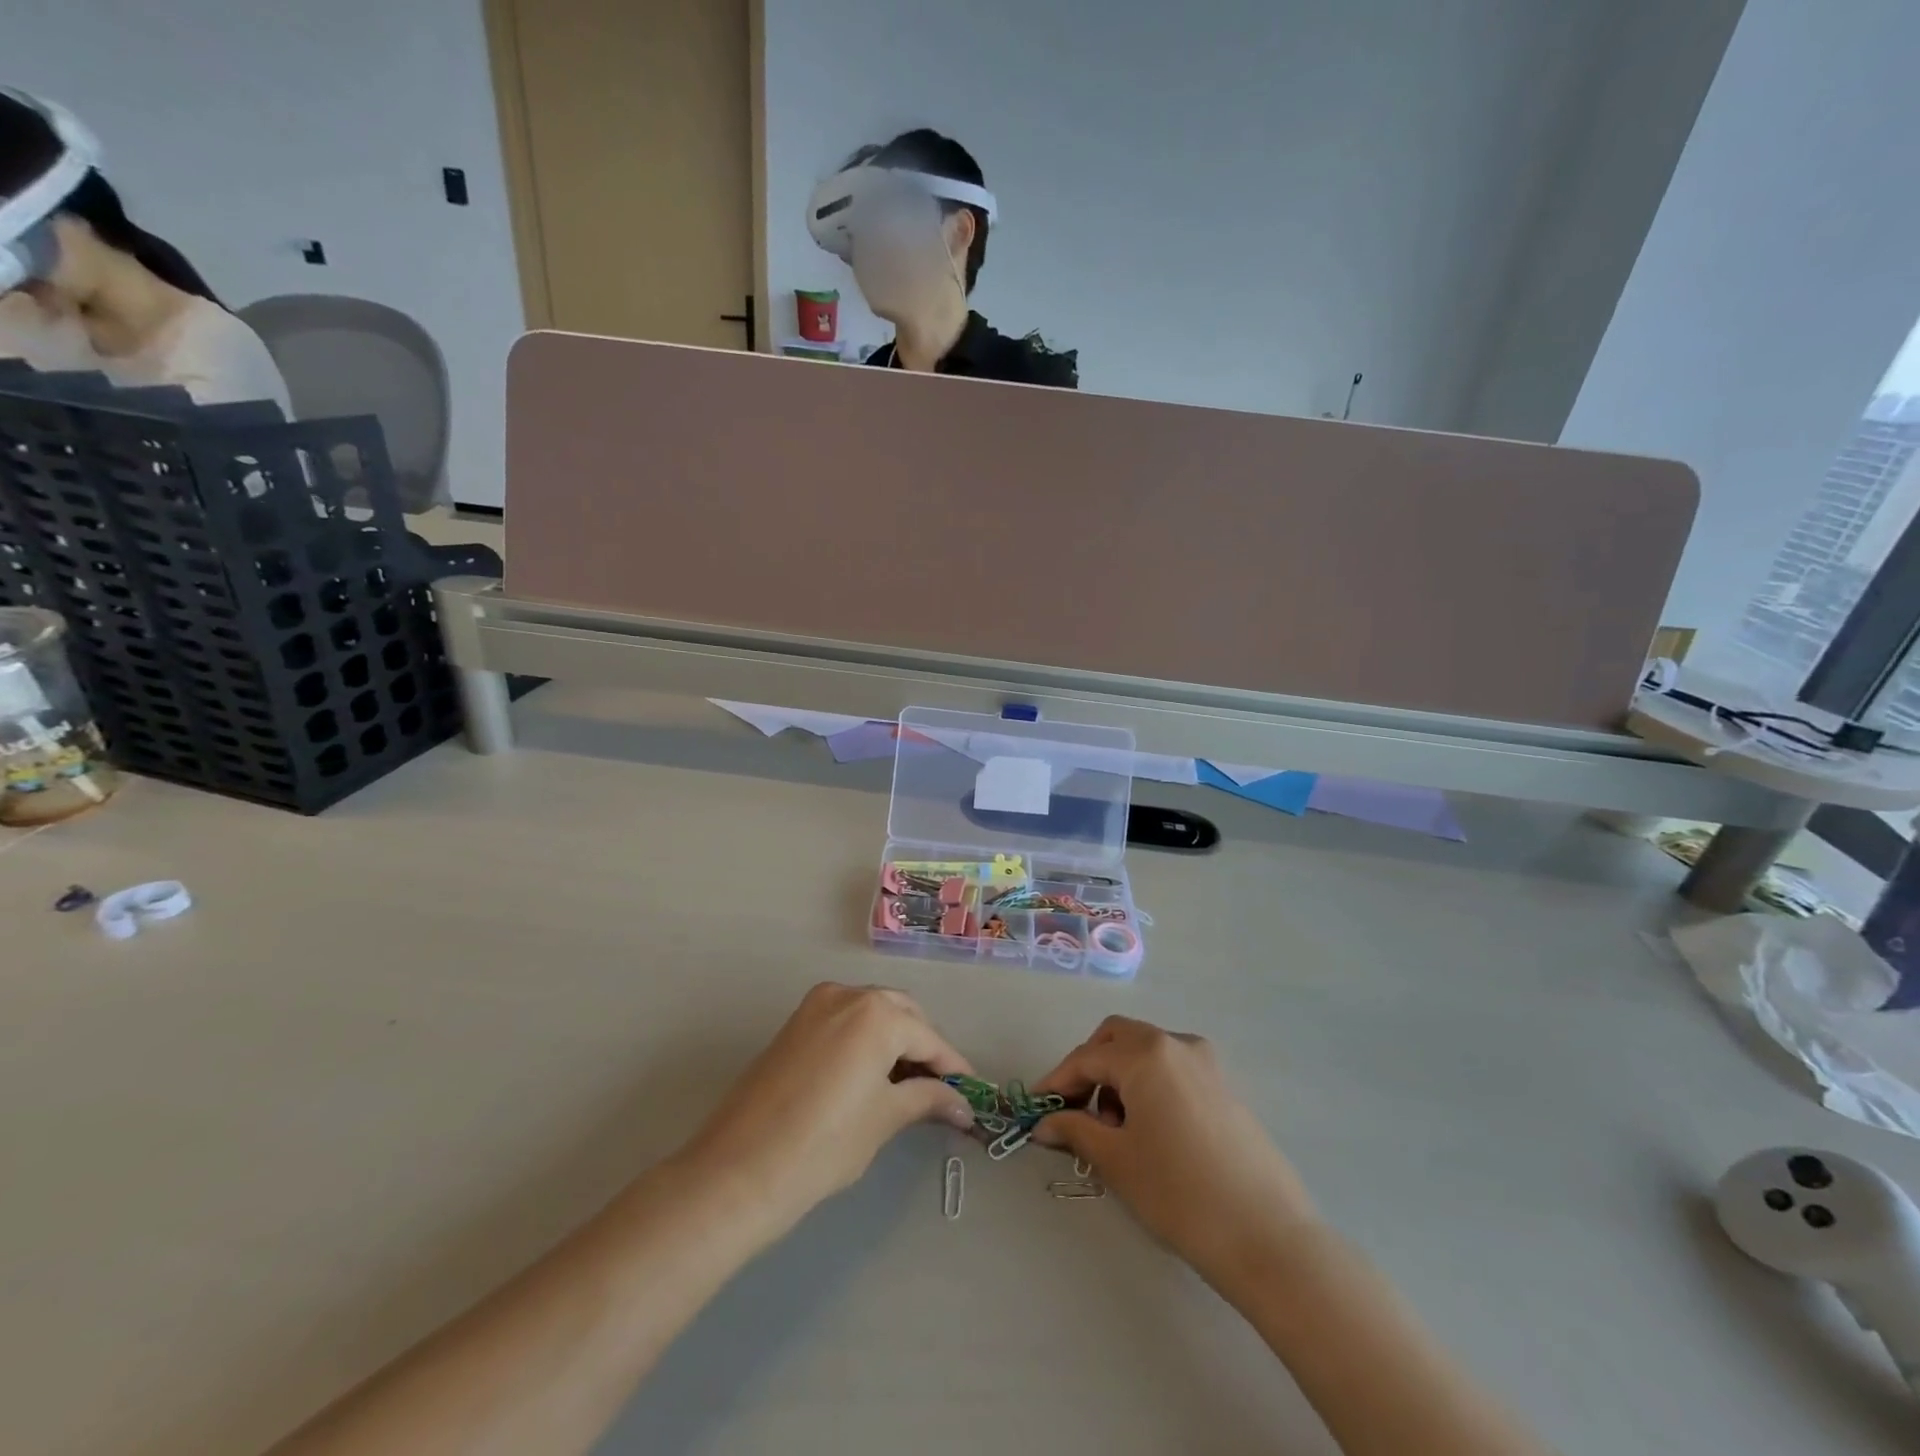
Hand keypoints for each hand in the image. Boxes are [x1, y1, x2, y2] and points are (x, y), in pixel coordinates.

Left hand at [678, 984, 975, 1233]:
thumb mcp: (884, 1119)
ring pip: (873, 1013)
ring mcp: (817, 1005)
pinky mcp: (795, 1023)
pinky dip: (866, 1040)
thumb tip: (962, 1104)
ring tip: (908, 1087)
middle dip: (924, 1048)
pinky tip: (872, 1076)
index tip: (971, 1093)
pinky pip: (845, 1021)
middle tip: (939, 1090)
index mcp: (877, 1013)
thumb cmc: (823, 1145)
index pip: (929, 1038)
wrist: (738, 1171)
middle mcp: (849, 994)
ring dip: (895, 1042)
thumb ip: (927, 1099)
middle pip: (902, 1015)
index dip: (953, 1068)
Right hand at [1034, 1016, 1317, 1281]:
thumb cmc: (1180, 1193)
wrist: (1268, 1237)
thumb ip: (1075, 1130)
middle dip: (1089, 1067)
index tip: (1036, 1108)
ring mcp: (1205, 1063)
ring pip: (1145, 1050)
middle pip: (1117, 1038)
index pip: (1086, 1057)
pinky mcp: (1224, 1086)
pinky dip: (1148, 1084)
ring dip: (1119, 1075)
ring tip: (1114, 1129)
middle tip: (1075, 1110)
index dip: (1056, 1082)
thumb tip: (1044, 1124)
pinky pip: (1172, 1068)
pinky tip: (1148, 1129)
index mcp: (1145, 1053)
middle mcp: (1175, 1043)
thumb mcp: (1117, 1161)